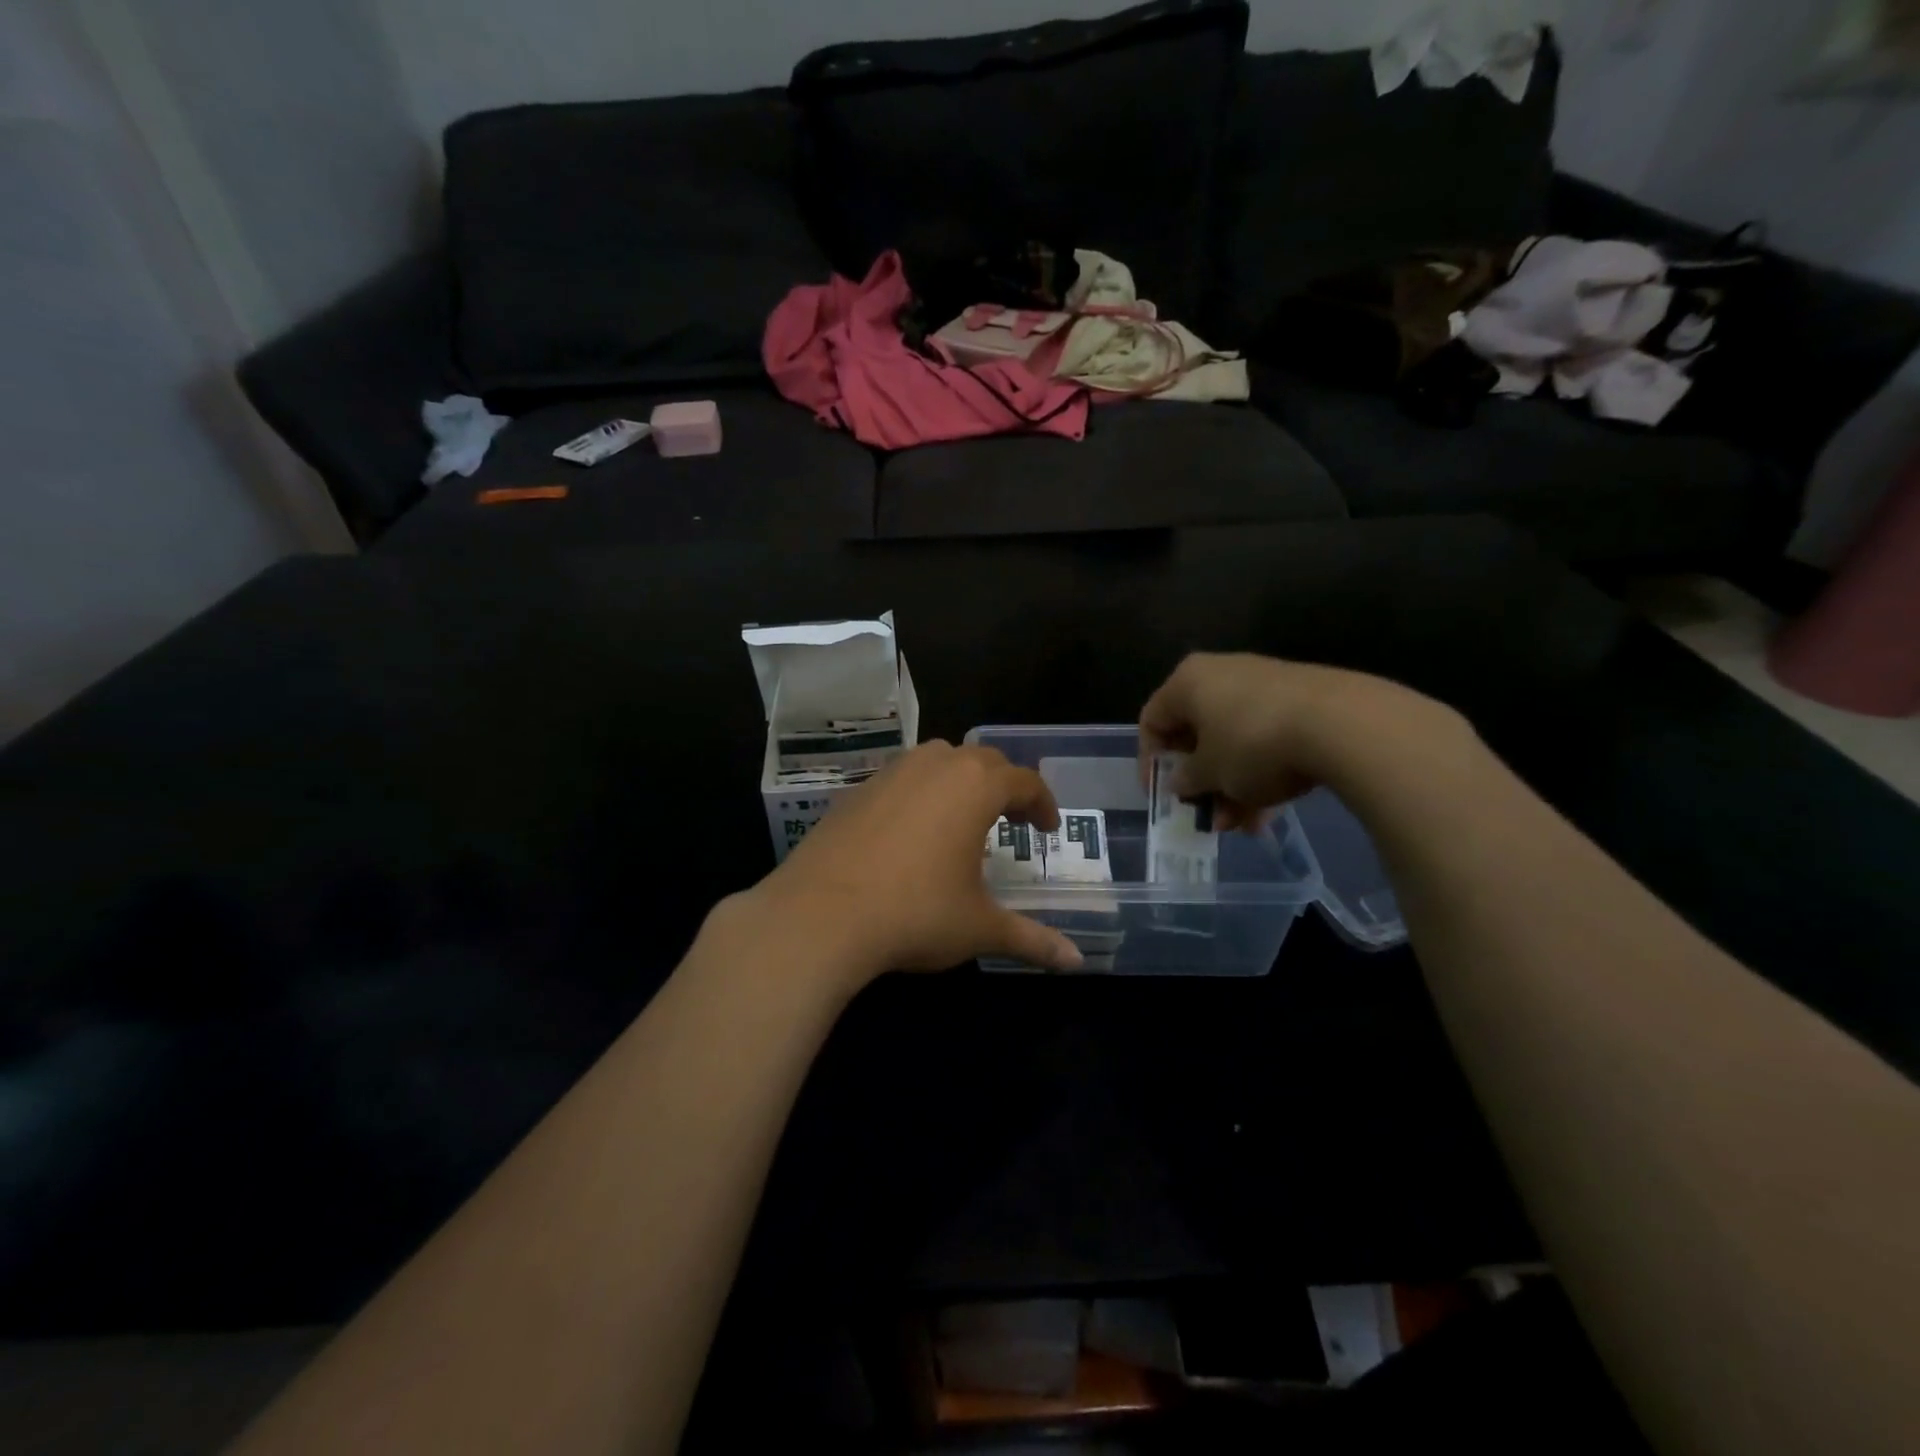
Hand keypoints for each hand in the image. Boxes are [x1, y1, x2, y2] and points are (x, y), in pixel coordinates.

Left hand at [745, 742, 1084, 985]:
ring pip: (939, 759)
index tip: (1047, 829)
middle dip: (1005, 786)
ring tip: (963, 817)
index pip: (1024, 781)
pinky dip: (921, 792)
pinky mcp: (856, 789)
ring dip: (961, 780)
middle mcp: (935, 766)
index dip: (1042, 804)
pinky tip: (912, 830)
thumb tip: (1076, 961)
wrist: (821, 914)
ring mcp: (891, 773)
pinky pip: (902, 777)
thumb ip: (1030, 938)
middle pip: (983, 760)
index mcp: (975, 786)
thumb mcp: (979, 927)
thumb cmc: (915, 913)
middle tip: (1012, 820)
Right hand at [1138, 653, 1447, 829]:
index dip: (1150, 761)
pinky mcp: (1302, 701)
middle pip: (1197, 733)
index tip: (1161, 795)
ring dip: (1231, 786)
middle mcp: (1222, 674)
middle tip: (1205, 815)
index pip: (1153, 719)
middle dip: (1200, 781)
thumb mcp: (1210, 773)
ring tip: (1240, 826)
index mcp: (1188, 681)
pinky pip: (1266, 740)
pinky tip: (1269, 813)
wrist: (1343, 724)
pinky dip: (1261, 774)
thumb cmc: (1253, 744)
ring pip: (1234, 742)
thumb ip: (1187, 779)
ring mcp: (1265, 686)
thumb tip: (1181, 782)